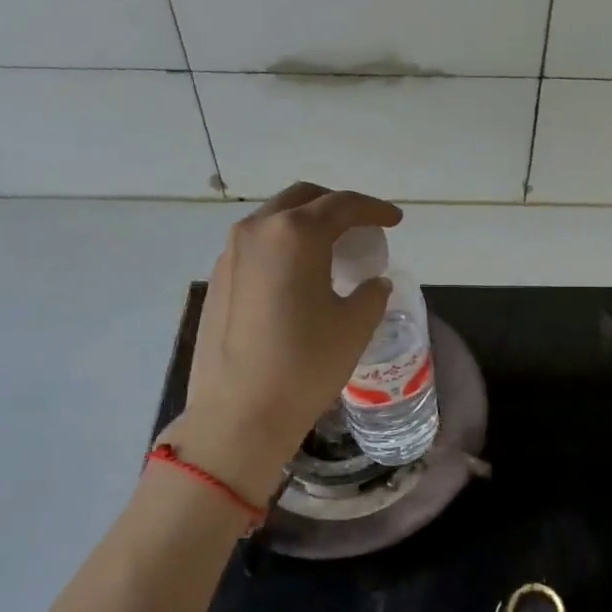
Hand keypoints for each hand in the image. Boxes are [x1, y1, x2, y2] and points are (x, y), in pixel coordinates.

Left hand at [170, 183, 400, 499]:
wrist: (239, 412)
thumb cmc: (305, 364)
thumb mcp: (354, 326)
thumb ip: (371, 293)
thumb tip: (373, 283)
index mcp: (296, 233)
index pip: (343, 205)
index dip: (374, 209)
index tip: (394, 220)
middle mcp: (258, 230)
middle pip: (303, 199)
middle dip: (336, 206)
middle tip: (360, 228)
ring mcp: (230, 253)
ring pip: (274, 219)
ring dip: (306, 224)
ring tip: (330, 251)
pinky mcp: (217, 278)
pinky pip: (256, 245)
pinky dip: (283, 246)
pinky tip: (296, 276)